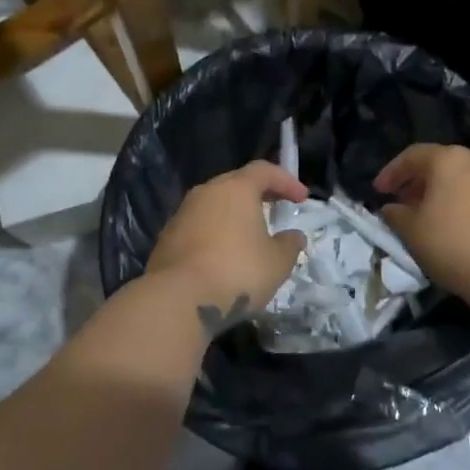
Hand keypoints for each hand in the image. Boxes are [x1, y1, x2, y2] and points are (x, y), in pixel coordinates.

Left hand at [145, 161, 308, 336]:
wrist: (178, 299)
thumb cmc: (237, 271)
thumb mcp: (277, 262)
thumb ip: (289, 244)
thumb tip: (294, 236)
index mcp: (236, 189)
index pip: (264, 170)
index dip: (286, 181)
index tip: (301, 199)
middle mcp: (206, 192)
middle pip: (236, 183)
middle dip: (258, 193)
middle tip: (275, 208)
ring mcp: (182, 214)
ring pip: (214, 204)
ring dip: (234, 214)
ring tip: (250, 234)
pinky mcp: (167, 237)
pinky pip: (198, 225)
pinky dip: (215, 232)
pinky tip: (223, 254)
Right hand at [374, 144, 469, 304]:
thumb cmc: (453, 244)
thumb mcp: (412, 232)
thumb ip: (396, 215)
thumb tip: (391, 208)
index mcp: (449, 159)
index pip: (412, 156)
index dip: (391, 173)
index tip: (378, 191)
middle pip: (441, 165)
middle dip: (419, 183)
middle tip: (404, 204)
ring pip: (465, 180)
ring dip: (445, 194)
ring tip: (431, 218)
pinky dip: (467, 205)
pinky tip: (460, 227)